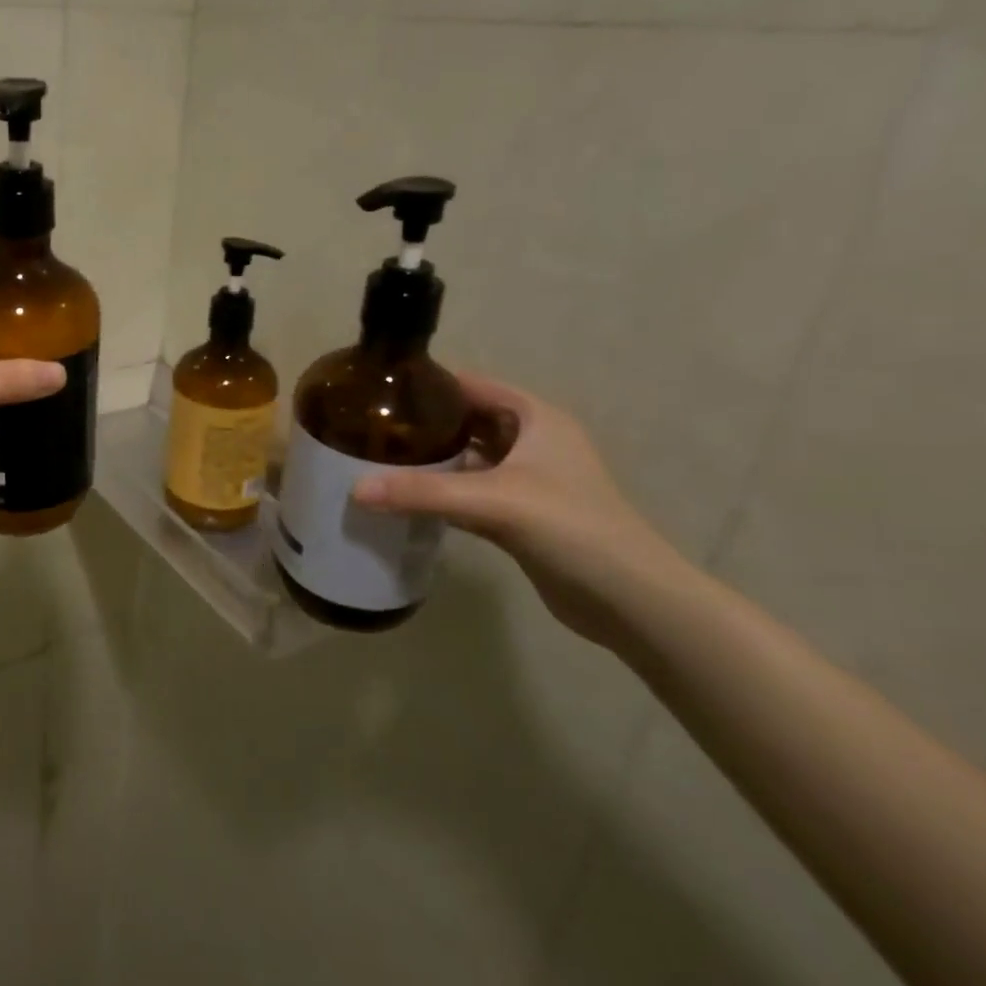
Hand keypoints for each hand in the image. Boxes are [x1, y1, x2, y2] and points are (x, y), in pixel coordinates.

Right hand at [351, 374, 691, 648]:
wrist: (631, 601)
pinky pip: (471, 491)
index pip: (472, 386)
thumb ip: (422, 493)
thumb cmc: (571, 529)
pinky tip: (405, 497)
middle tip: (370, 428)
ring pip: (468, 458)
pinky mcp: (522, 514)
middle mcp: (533, 442)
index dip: (429, 385)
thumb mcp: (493, 502)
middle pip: (467, 420)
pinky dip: (442, 492)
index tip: (380, 391)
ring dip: (431, 460)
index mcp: (536, 419)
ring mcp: (529, 480)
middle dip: (423, 424)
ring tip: (378, 458)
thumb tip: (354, 489)